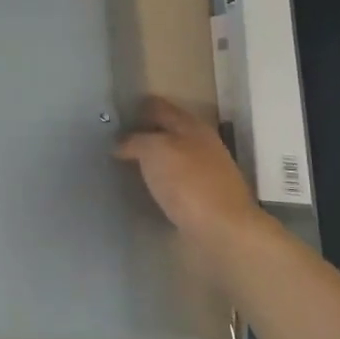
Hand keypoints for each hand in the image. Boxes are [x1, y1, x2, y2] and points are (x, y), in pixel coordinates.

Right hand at [116, 97, 268, 253]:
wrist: (225, 232)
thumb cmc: (188, 183)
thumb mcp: (154, 151)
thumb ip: (135, 141)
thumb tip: (121, 144)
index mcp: (191, 126)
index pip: (159, 106)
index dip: (137, 107)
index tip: (115, 114)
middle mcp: (202, 144)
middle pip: (167, 131)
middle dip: (144, 133)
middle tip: (115, 141)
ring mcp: (207, 172)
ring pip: (173, 157)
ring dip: (152, 159)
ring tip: (126, 166)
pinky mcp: (206, 199)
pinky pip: (177, 181)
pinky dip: (161, 181)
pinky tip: (147, 189)